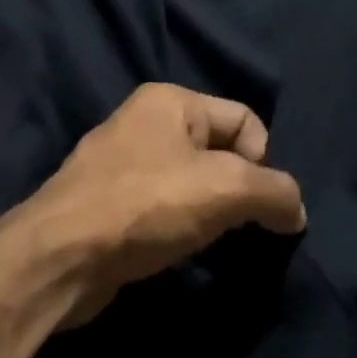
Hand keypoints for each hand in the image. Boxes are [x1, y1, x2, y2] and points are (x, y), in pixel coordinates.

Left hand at [20, 84, 306, 326]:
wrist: (60, 256)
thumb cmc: (145, 205)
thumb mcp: (226, 189)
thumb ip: (275, 193)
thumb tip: (295, 211)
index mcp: (169, 101)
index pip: (246, 120)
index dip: (263, 162)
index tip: (255, 204)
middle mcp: (143, 124)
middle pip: (219, 153)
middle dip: (237, 191)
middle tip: (234, 226)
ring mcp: (120, 166)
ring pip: (191, 186)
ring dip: (209, 215)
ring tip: (204, 242)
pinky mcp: (107, 205)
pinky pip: (162, 210)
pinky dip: (178, 230)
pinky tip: (175, 251)